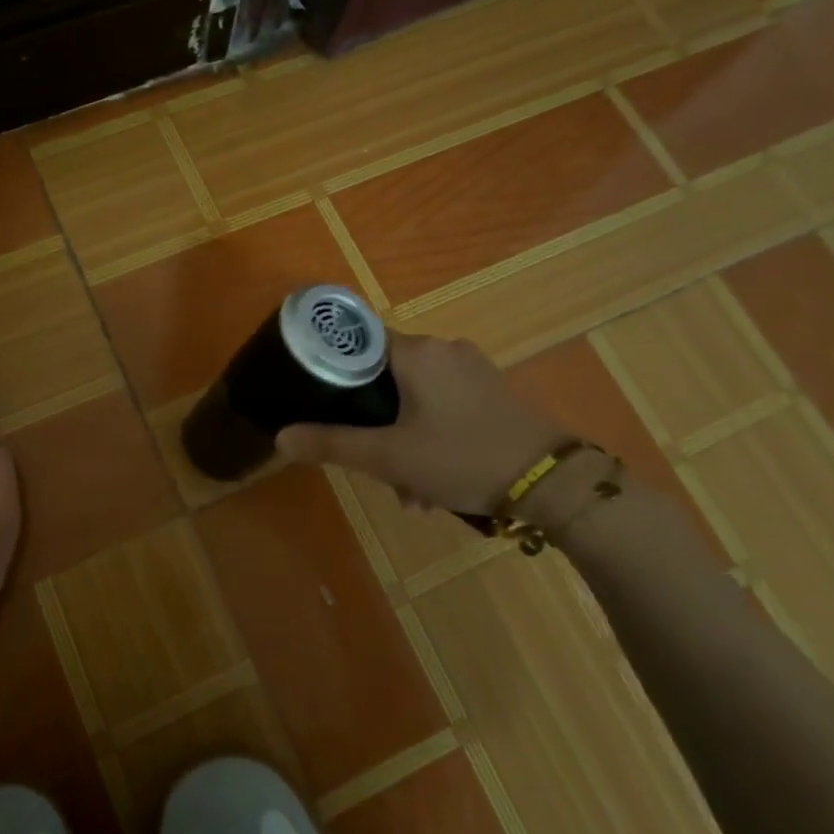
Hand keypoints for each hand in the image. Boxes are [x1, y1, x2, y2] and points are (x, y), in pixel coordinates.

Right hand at [276, 333, 565, 515]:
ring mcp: (471, 369)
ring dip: (403, 440)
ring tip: (412, 493)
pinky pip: (443, 405)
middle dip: (374, 425)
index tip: (318, 398)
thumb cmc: (462, 458)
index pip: (358, 339)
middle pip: (385, 376)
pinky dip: (430, 436)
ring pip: (414, 397)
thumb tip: (280, 438)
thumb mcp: (389, 458)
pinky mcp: (491, 390)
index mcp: (416, 351)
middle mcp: (443, 348)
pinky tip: (436, 482)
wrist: (552, 483)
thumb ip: (331, 444)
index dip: (333, 367)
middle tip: (376, 468)